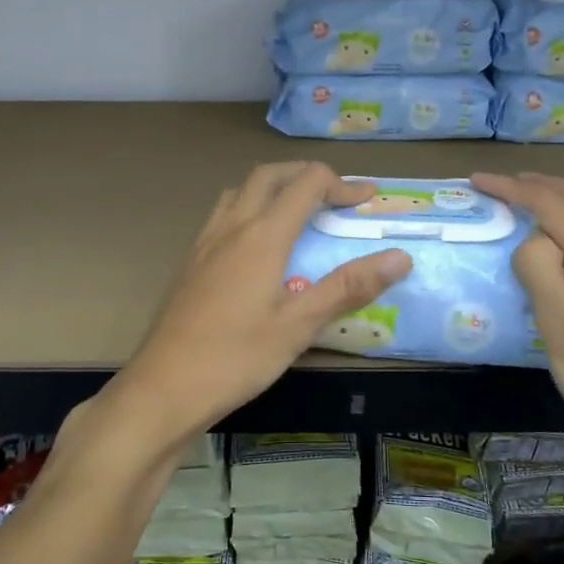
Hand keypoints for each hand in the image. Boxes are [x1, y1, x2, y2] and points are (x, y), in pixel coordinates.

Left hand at [108, 162, 410, 449]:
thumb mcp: (299, 326)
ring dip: (273, 187)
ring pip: (240, 191)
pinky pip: (222, 215)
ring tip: (296, 212)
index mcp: (262, 236)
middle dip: (305, 174)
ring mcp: (205, 242)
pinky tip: (255, 247)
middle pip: (269, 175)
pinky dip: (248, 209)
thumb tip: (400, 257)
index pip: (306, 183)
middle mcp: (231, 226)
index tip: (367, 199)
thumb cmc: (236, 358)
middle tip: (334, 195)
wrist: (163, 388)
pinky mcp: (190, 262)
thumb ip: (348, 287)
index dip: (341, 184)